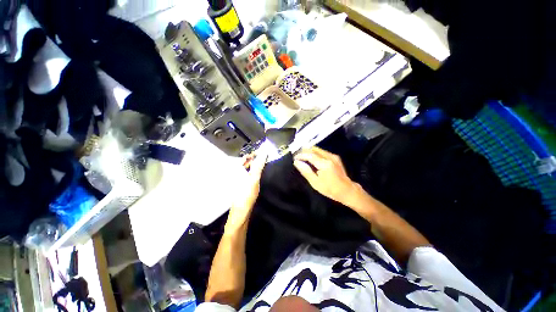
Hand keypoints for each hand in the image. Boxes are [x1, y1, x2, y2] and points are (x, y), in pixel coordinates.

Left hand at [227, 152, 266, 230]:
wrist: (241, 211)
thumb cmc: (247, 193)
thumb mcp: (254, 177)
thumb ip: (259, 164)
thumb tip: (264, 152)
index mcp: (236, 169)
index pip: (245, 157)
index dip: (254, 154)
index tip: (263, 152)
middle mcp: (235, 172)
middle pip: (245, 162)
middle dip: (255, 159)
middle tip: (264, 158)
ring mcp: (237, 179)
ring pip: (246, 169)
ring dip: (254, 165)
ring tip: (263, 165)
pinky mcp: (240, 184)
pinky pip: (247, 174)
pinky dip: (252, 172)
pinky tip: (258, 174)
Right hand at [294, 147, 357, 205]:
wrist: (347, 190)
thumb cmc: (330, 189)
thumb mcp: (315, 183)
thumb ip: (305, 171)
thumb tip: (296, 162)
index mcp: (324, 164)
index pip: (309, 155)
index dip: (301, 155)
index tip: (294, 158)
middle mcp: (329, 157)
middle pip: (314, 149)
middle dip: (304, 151)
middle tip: (297, 156)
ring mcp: (333, 156)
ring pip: (318, 149)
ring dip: (309, 151)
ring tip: (303, 156)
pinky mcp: (335, 157)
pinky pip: (322, 151)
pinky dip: (315, 153)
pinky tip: (312, 158)